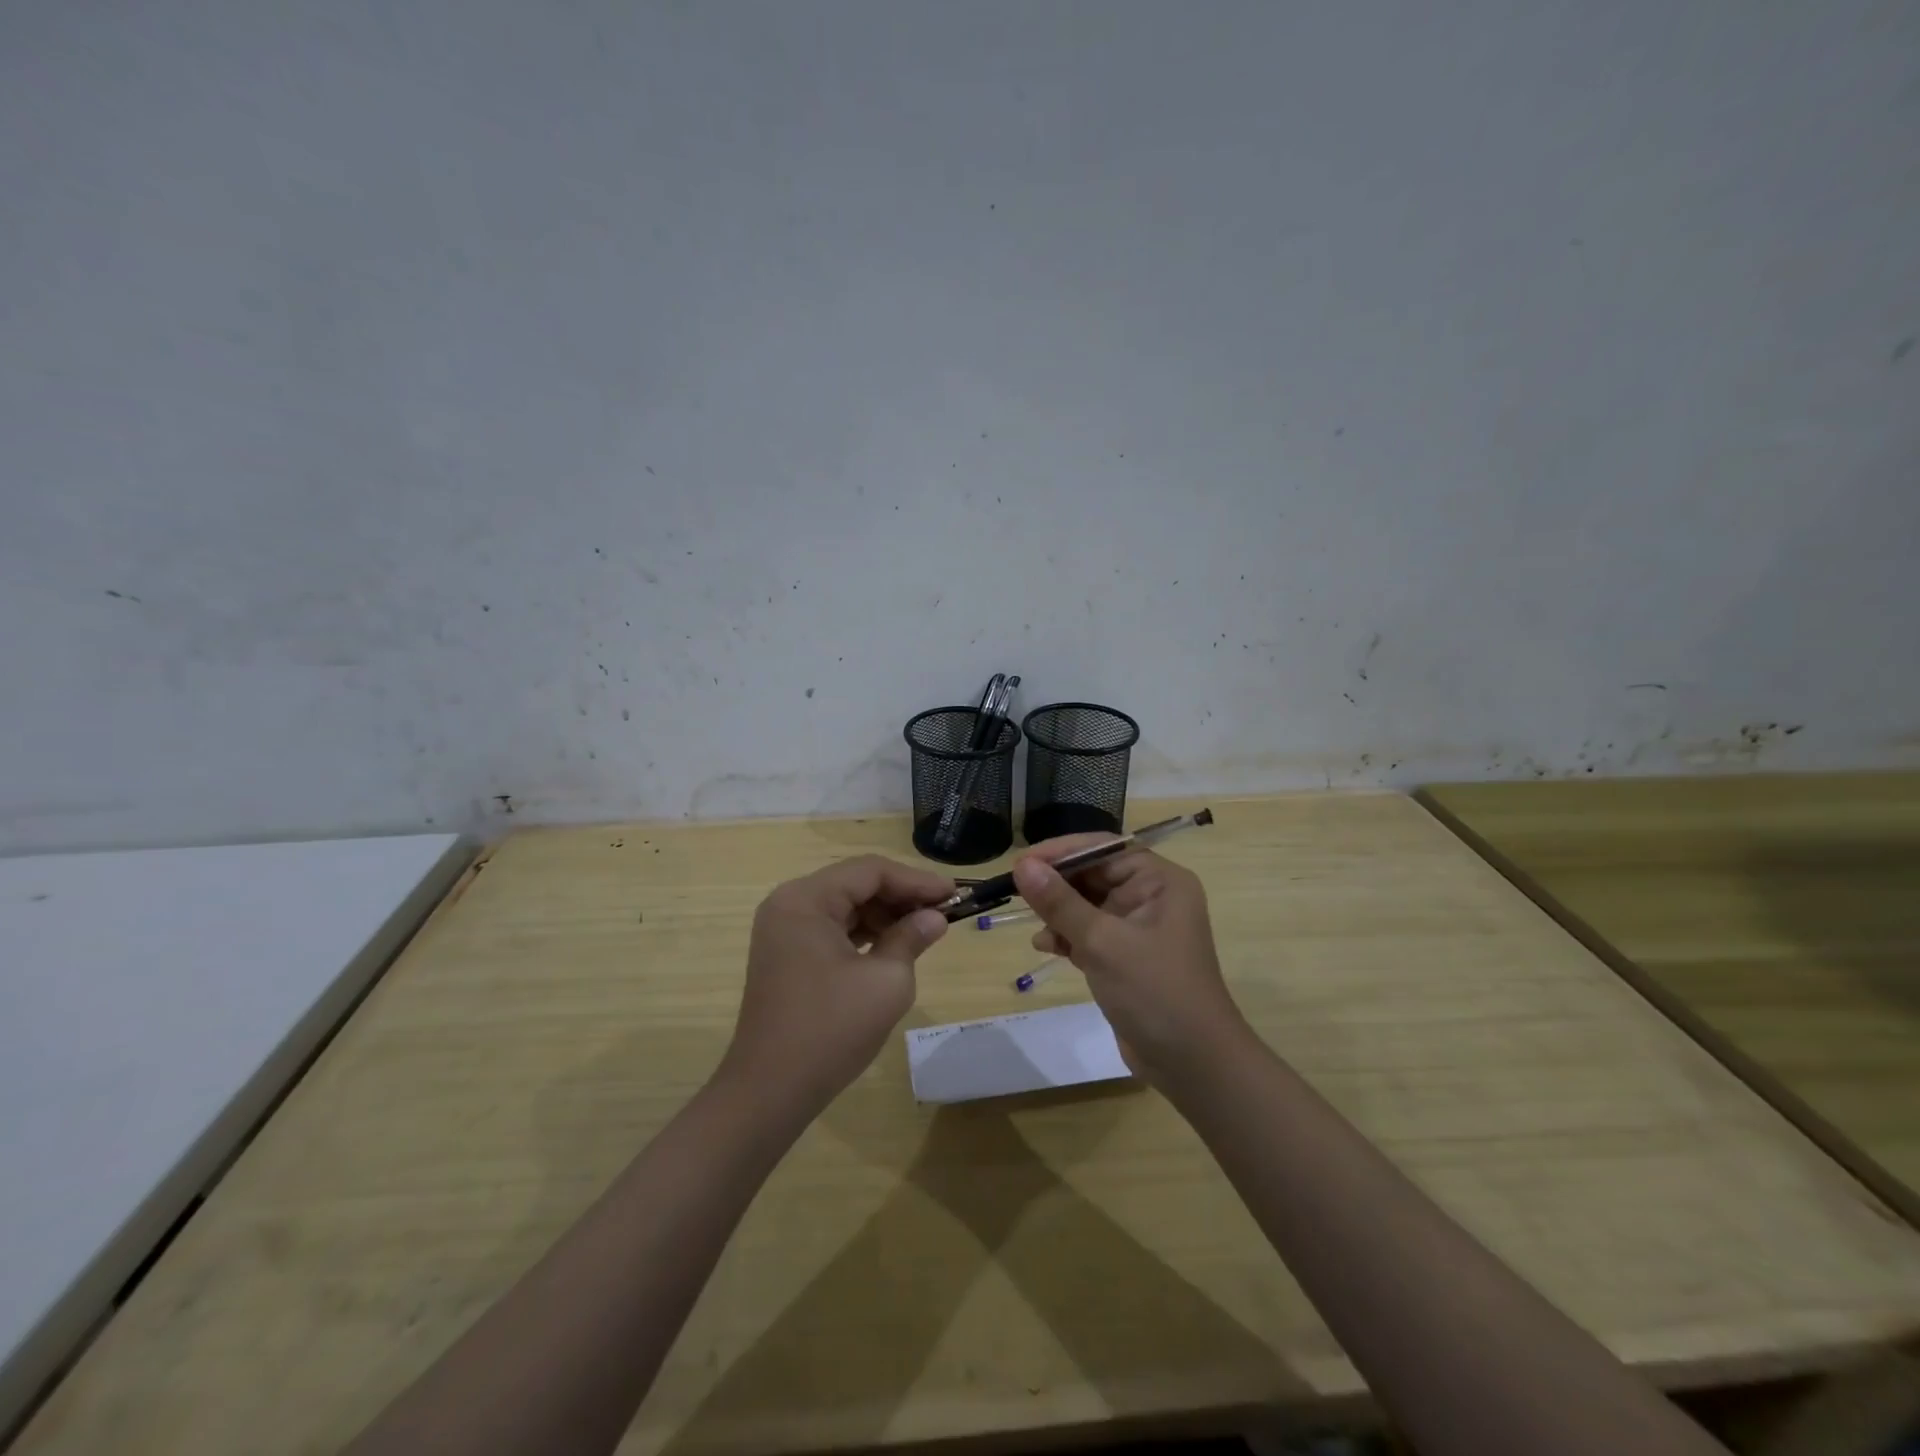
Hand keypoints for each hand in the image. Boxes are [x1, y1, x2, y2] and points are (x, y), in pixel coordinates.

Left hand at [720, 855, 952, 1113]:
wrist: (770, 1091)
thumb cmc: (831, 1030)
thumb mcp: (886, 981)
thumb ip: (912, 938)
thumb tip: (935, 918)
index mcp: (806, 899)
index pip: (871, 871)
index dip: (916, 880)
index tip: (954, 895)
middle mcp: (789, 904)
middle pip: (855, 883)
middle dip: (901, 896)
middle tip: (944, 912)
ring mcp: (783, 930)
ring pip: (845, 905)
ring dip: (885, 914)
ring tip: (924, 929)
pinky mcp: (786, 954)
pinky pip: (831, 928)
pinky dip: (864, 932)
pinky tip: (893, 945)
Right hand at [1011, 838, 1247, 1084]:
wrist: (1193, 1065)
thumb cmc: (1155, 992)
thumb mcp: (1102, 943)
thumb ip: (1060, 902)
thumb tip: (1022, 865)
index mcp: (1159, 881)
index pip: (1104, 848)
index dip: (1062, 852)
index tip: (1021, 863)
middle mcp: (1152, 896)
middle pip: (1094, 875)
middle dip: (1057, 885)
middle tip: (1016, 893)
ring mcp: (1139, 928)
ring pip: (1087, 904)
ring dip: (1059, 913)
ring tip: (1036, 928)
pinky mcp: (1126, 956)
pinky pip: (1090, 932)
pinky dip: (1068, 936)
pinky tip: (1047, 947)